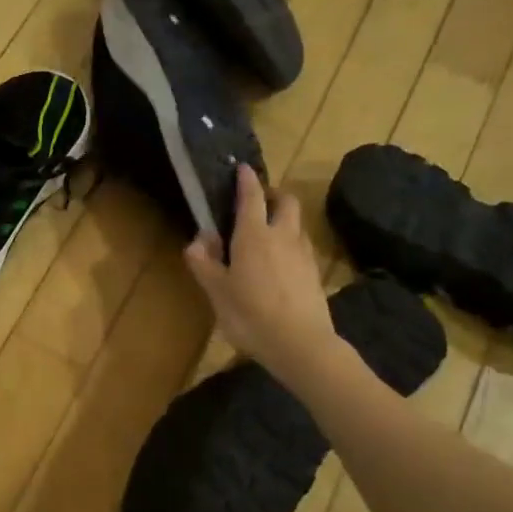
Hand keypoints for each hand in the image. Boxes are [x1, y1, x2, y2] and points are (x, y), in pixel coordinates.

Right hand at [185, 165, 334, 375]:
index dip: (246, 180)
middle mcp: (282, 236)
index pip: (251, 197)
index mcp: (254, 235)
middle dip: (272, 195)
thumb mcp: (217, 291)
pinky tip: (280, 262)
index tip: (242, 168)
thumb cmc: (250, 314)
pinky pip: (302, 246)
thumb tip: (197, 240)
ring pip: (296, 223)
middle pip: (285, 201)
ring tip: (266, 234)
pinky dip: (290, 243)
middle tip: (257, 202)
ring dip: (283, 219)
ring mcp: (304, 253)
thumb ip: (204, 263)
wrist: (300, 343)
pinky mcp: (315, 273)